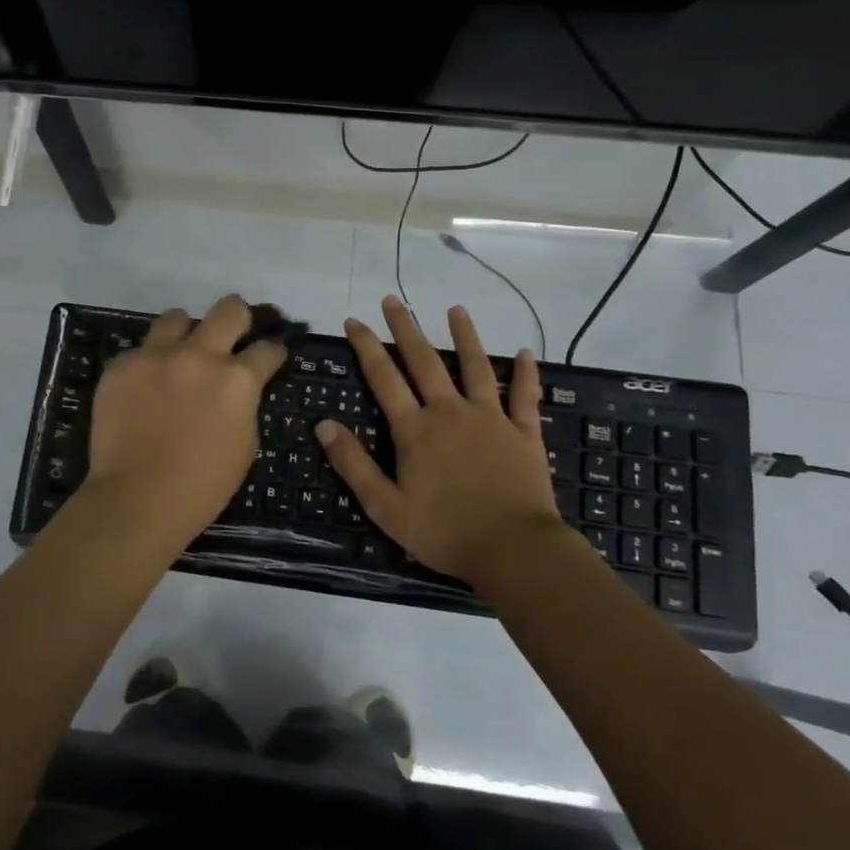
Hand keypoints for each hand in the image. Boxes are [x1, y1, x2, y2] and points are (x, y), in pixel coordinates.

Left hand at [83, 295, 288, 547]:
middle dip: (237, 319)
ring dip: (186, 333)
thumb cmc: (201, 485)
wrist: (136, 499)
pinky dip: (148, 365)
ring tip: (180, 354)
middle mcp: (199, 356)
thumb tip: (236, 389)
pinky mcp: (121, 366)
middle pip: (229, 308)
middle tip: (232, 336)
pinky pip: (140, 351)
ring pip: (177, 317)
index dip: (273, 351)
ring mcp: (155, 356)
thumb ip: (244, 404)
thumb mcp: (244, 445)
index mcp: (237, 379)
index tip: (270, 354)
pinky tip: (144, 390)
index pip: (267, 348)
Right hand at [316, 295, 565, 578]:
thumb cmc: (443, 531)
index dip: (366, 347)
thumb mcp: (385, 506)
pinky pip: (524, 396)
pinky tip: (526, 353)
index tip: (354, 321)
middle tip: (393, 300)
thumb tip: (323, 424)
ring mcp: (490, 418)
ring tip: (456, 309)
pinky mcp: (523, 433)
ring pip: (475, 367)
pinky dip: (526, 374)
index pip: (383, 378)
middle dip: (406, 328)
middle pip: (424, 361)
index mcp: (414, 429)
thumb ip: (353, 463)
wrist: (513, 549)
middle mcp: (449, 412)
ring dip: (465, 336)